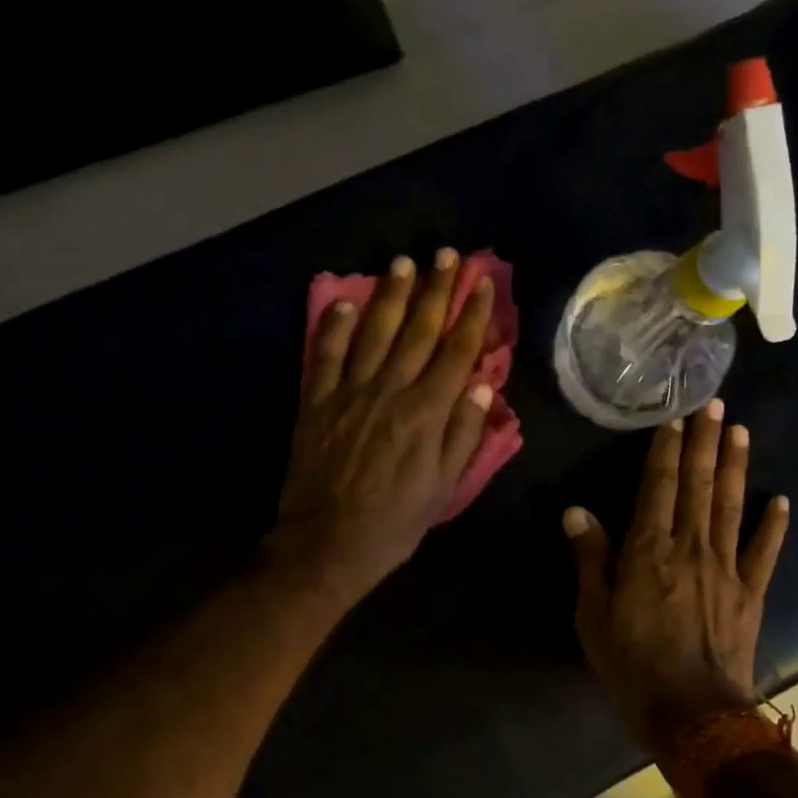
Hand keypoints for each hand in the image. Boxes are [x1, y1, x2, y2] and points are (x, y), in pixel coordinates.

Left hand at [270, 249, 495, 606]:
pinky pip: (325, 355)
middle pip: (417, 331)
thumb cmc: (395, 521)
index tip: (481, 283)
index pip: (455, 352)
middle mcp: (389, 391)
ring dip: (390, 295)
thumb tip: (480, 383)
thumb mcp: (444, 487)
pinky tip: (344, 303)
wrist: (328, 542)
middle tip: (446, 255)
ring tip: (403, 263)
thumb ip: (463, 433)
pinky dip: (334, 327)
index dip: (471, 315)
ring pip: (373, 333)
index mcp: (426, 413)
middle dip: (435, 290)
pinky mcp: (317, 402)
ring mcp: (349, 393)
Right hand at [563, 400, 788, 753]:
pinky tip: (781, 500)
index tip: (675, 418)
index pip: (657, 487)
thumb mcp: (593, 614)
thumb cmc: (632, 664)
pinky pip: (764, 552)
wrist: (692, 713)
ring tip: (741, 432)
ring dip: (735, 467)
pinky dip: (773, 525)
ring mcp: (726, 568)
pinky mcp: (750, 592)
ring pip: (730, 506)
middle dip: (705, 443)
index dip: (665, 451)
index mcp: (648, 550)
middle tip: (715, 405)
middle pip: (698, 485)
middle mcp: (690, 547)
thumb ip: (590, 559)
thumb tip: (576, 512)